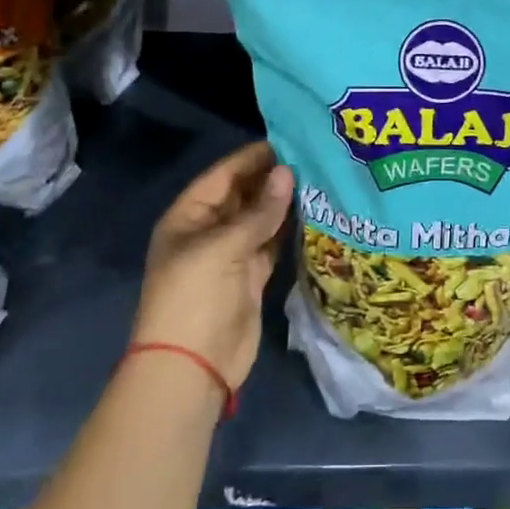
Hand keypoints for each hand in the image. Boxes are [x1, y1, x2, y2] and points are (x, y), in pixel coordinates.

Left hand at [133, 141, 294, 388]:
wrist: (192, 367)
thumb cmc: (195, 297)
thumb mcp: (223, 247)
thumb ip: (260, 211)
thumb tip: (288, 172)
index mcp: (189, 216)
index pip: (224, 175)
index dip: (254, 158)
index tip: (290, 140)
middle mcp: (209, 230)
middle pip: (243, 194)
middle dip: (273, 178)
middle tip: (313, 157)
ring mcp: (230, 255)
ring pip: (260, 219)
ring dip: (284, 203)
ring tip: (320, 178)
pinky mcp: (250, 277)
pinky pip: (271, 244)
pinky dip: (288, 230)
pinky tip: (314, 213)